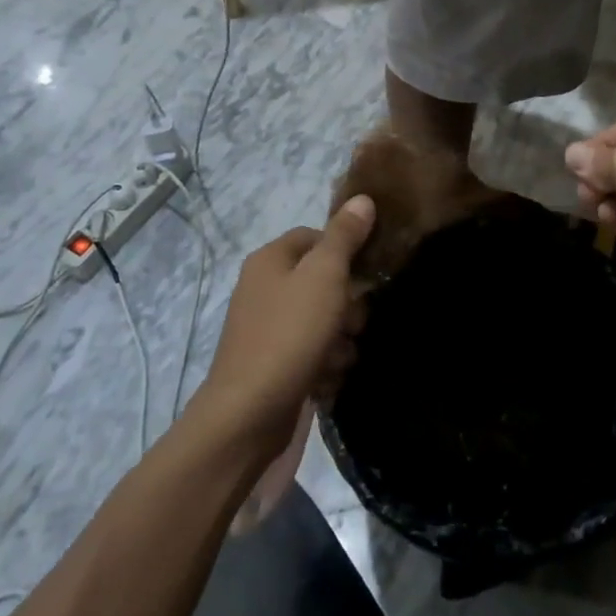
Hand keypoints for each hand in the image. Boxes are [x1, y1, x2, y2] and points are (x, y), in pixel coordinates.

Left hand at [195, 197, 375, 453]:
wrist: (248, 418)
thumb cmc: (289, 335)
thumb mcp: (324, 276)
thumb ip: (344, 236)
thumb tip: (362, 198)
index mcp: (270, 260)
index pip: (315, 236)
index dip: (344, 250)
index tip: (366, 272)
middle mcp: (264, 289)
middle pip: (321, 280)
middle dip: (347, 301)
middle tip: (356, 321)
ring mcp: (267, 330)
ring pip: (321, 319)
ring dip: (340, 337)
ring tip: (343, 355)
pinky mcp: (274, 366)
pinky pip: (311, 353)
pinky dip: (325, 364)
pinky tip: (330, 378)